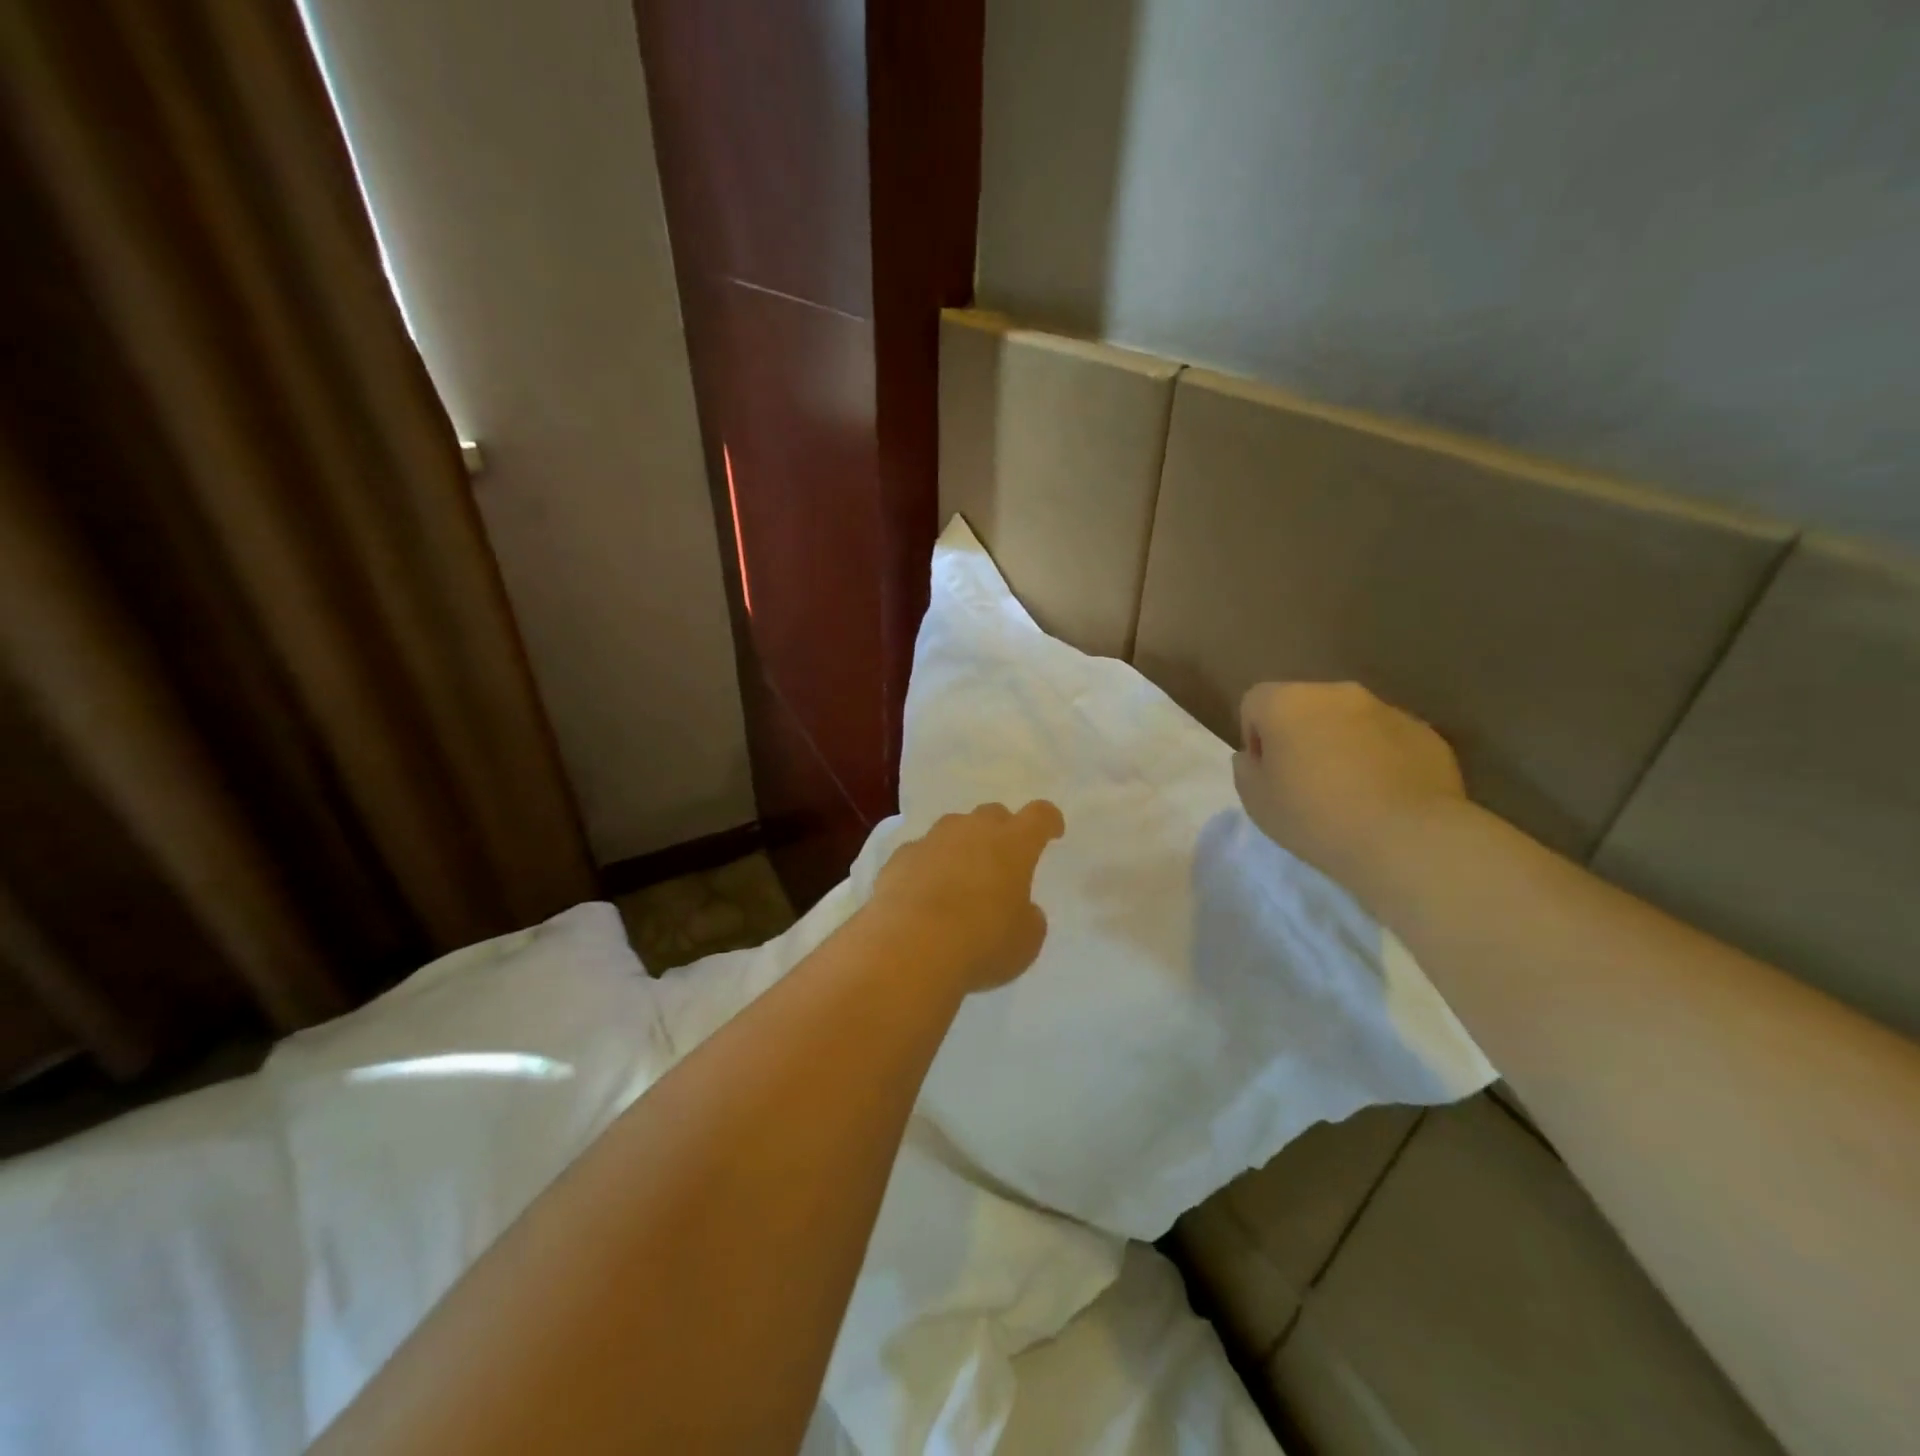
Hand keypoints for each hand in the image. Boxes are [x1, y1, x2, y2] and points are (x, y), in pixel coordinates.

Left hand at [870, 801, 1065, 994]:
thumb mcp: (1025, 941)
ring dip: (962, 846)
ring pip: (953, 828)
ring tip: (961, 877)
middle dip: (1002, 831)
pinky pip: (921, 853)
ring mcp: (931, 840)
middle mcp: (972, 830)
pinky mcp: (899, 858)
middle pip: (993, 814)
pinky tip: (925, 894)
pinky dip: (928, 867)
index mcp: (1013, 844)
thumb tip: (1020, 910)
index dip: (1048, 821)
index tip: (1052, 831)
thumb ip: (1028, 918)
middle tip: (1003, 859)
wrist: (909, 947)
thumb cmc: (981, 942)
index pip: (1039, 816)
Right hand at [1233, 682, 1465, 895]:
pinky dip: (1380, 760)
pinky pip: (1388, 740)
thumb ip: (1246, 769)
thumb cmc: (1314, 816)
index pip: (1254, 702)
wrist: (1406, 839)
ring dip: (1341, 745)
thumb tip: (1254, 756)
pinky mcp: (1426, 734)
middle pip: (1304, 706)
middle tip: (1304, 783)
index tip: (1267, 773)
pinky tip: (1384, 799)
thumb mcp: (1255, 801)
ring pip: (1349, 721)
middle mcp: (1337, 693)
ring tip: (1349, 793)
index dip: (1254, 737)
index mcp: (1287, 702)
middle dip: (1300, 736)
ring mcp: (1387, 710)